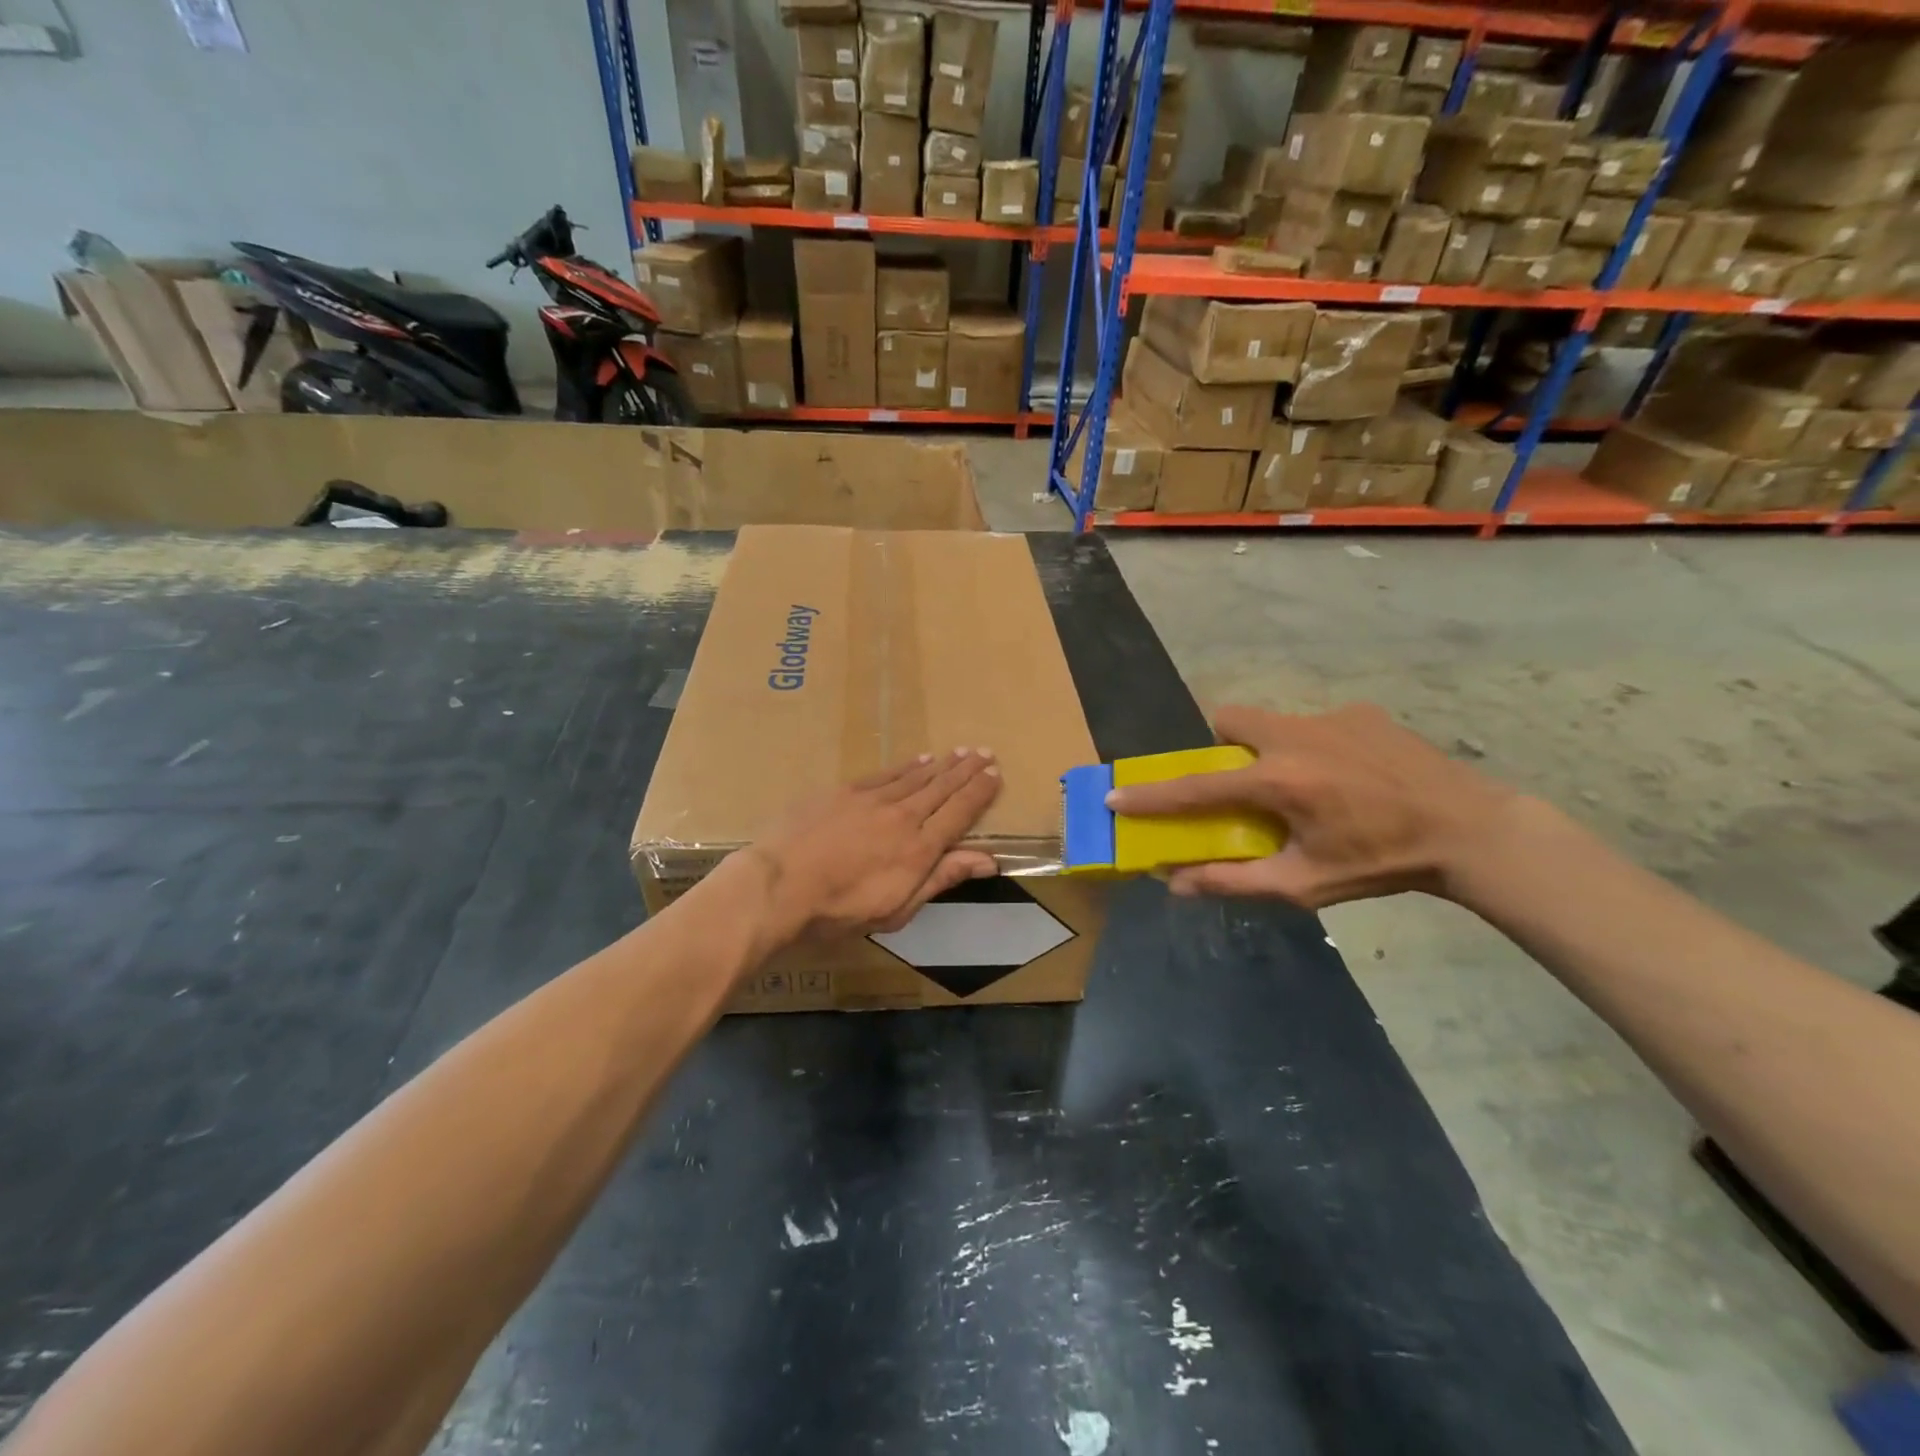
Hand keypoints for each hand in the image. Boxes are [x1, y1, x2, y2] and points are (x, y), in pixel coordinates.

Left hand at [740, 749, 1002, 946]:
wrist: (779, 885)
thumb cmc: (839, 910)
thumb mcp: (898, 908)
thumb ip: (942, 878)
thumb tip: (988, 860)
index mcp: (920, 848)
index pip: (960, 813)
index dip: (980, 793)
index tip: (995, 775)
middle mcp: (903, 816)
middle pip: (943, 788)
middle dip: (967, 770)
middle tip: (985, 753)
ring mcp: (872, 799)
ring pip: (917, 776)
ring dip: (942, 764)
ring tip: (960, 752)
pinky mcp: (845, 791)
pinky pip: (886, 773)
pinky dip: (907, 766)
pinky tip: (919, 760)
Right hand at [1106, 705, 1513, 908]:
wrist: (1469, 830)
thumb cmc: (1381, 864)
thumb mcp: (1305, 884)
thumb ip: (1234, 881)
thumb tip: (1176, 885)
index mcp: (1279, 781)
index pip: (1196, 787)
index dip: (1151, 795)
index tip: (1116, 797)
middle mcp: (1296, 737)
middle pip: (1227, 720)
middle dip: (1217, 747)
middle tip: (1238, 783)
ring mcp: (1330, 717)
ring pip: (1270, 720)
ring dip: (1264, 747)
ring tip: (1301, 785)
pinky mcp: (1361, 712)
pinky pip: (1313, 724)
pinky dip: (1310, 747)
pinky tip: (1346, 778)